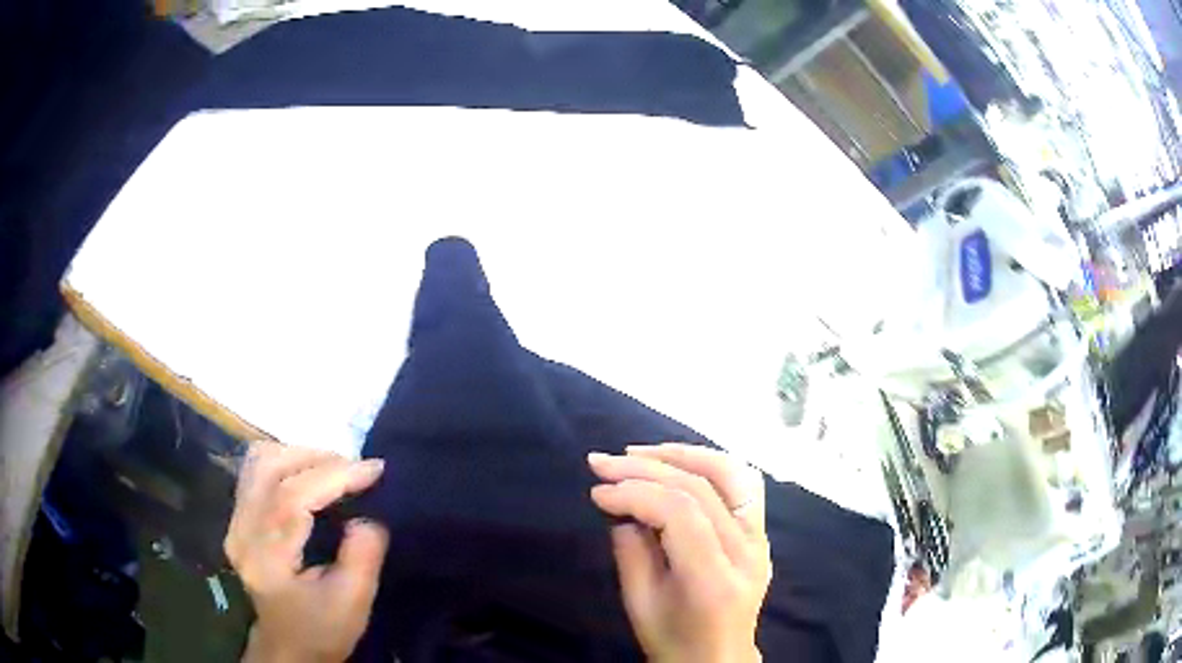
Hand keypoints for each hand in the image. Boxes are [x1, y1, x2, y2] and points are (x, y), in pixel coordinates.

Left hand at [226, 441, 389, 662]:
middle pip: (269, 467)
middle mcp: (241, 530)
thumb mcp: (352, 604)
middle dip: (318, 458)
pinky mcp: (238, 518)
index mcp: (266, 556)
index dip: (334, 475)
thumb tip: (367, 517)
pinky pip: (256, 471)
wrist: (287, 647)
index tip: (374, 469)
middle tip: (357, 470)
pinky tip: (310, 475)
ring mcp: (235, 522)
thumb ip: (362, 558)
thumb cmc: (321, 630)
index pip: (292, 496)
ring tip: (335, 469)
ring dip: (300, 455)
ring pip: (259, 461)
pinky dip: (286, 462)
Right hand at [588, 444, 770, 662]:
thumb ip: (631, 552)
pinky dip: (709, 465)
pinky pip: (743, 483)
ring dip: (683, 455)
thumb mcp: (639, 604)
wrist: (718, 657)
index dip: (635, 492)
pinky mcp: (761, 533)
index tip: (597, 490)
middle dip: (647, 467)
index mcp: (713, 579)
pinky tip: (679, 463)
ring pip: (731, 474)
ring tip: (641, 453)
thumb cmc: (673, 640)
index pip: (680, 514)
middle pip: (702, 488)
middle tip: (603, 462)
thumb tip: (624, 507)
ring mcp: (761, 539)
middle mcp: (746, 552)